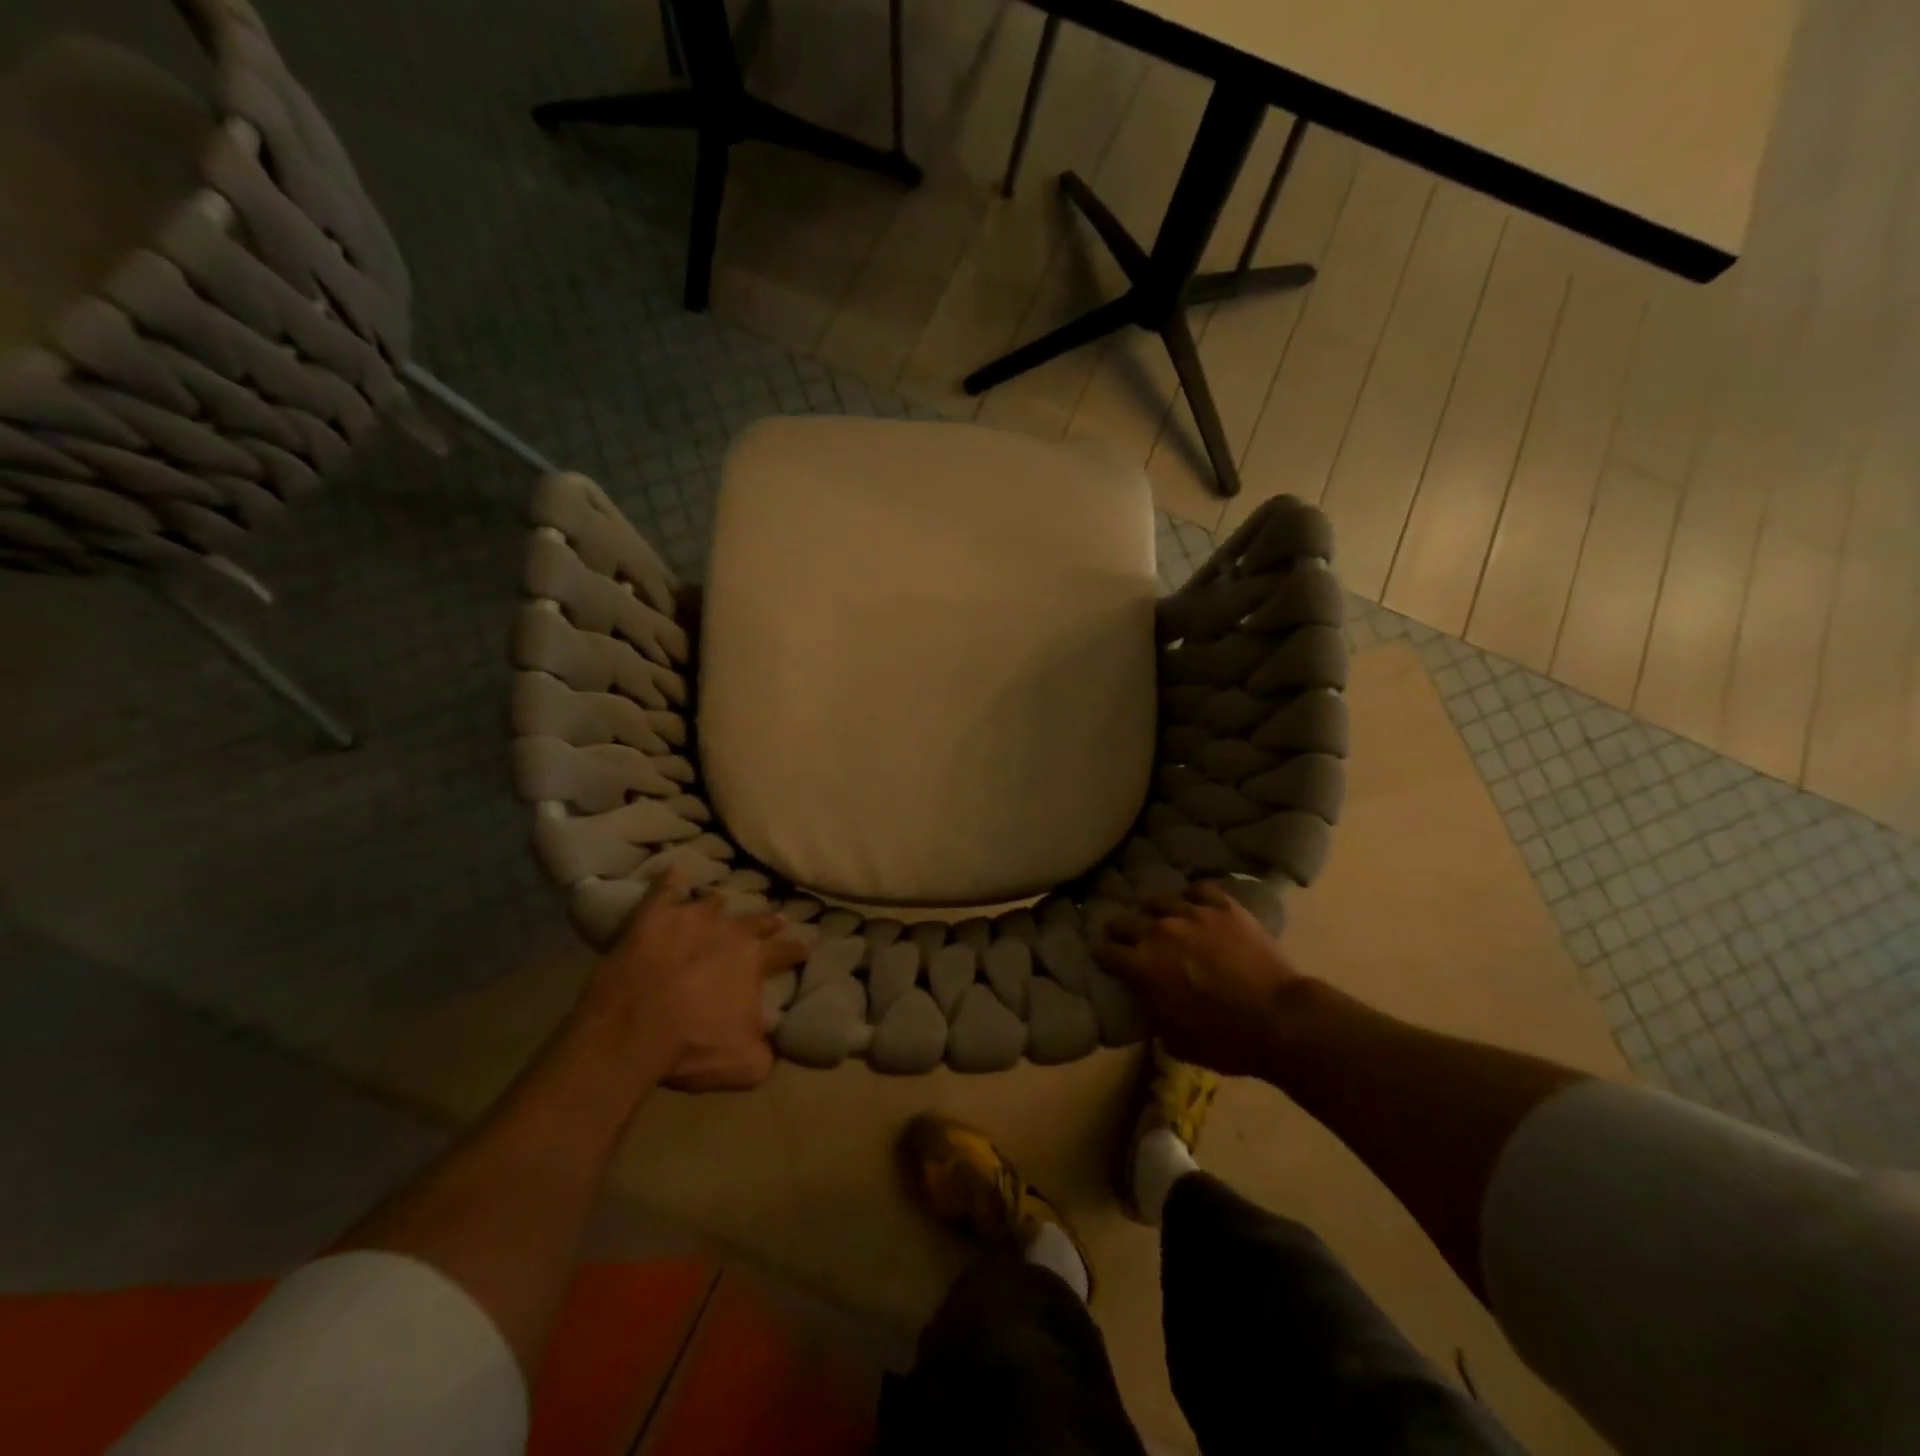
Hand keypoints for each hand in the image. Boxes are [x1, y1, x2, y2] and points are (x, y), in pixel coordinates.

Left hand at [576, 869, 803, 1091]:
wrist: (630, 1031)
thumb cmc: (692, 1046)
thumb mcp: (745, 1065)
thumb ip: (767, 1049)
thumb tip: (775, 1041)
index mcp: (754, 961)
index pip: (786, 951)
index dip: (797, 950)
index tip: (805, 947)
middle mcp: (729, 931)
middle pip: (755, 921)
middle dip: (767, 922)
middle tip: (774, 920)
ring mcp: (690, 918)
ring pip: (713, 902)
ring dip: (720, 905)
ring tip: (723, 902)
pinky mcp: (653, 916)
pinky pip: (665, 889)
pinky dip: (672, 880)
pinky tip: (676, 872)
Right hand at [1094, 881, 1306, 1076]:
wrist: (1279, 1019)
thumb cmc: (1224, 1040)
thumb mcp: (1175, 1041)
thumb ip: (1154, 1014)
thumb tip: (1151, 1002)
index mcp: (1142, 965)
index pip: (1107, 952)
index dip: (1101, 955)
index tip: (1101, 956)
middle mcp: (1160, 932)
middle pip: (1126, 921)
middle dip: (1120, 929)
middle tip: (1122, 935)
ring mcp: (1193, 914)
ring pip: (1161, 901)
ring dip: (1155, 910)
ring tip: (1159, 915)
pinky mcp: (1224, 907)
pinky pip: (1200, 889)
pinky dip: (1193, 895)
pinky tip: (1194, 902)